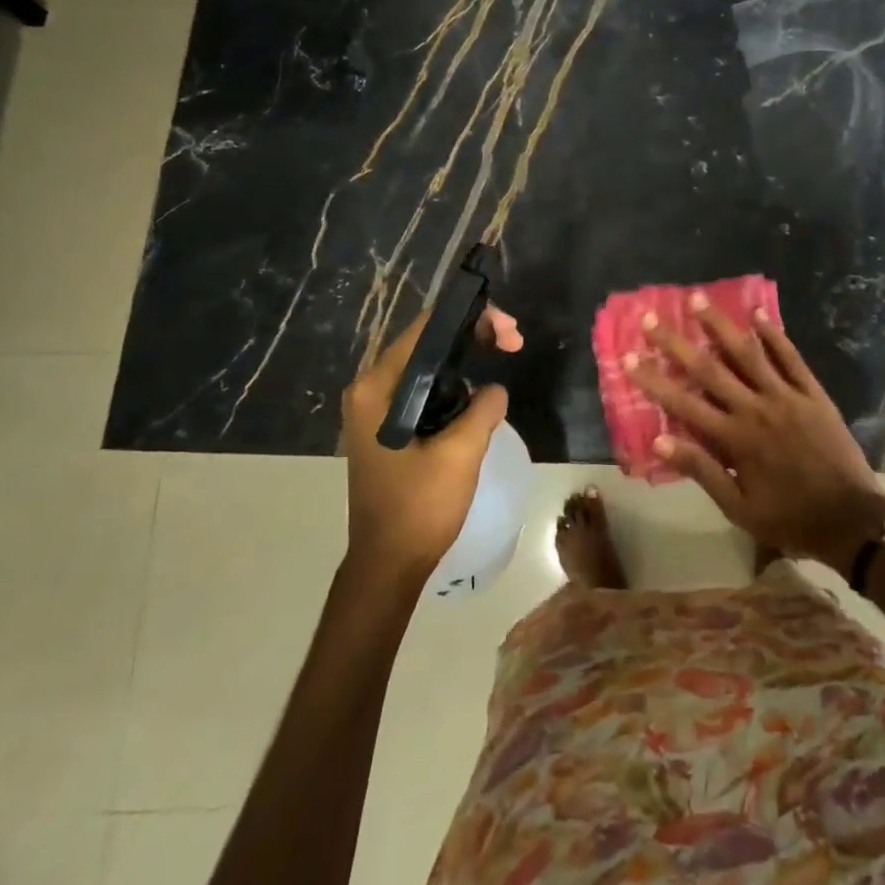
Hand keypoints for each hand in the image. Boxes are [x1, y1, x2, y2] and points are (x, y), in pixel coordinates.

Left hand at [342, 306, 522, 580]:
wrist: (388, 565)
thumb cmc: (419, 507)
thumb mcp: (461, 452)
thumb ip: (483, 407)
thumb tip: (494, 389)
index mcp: (377, 388)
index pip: (426, 330)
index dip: (471, 319)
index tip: (509, 332)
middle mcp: (370, 390)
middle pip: (426, 344)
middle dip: (472, 336)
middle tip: (514, 342)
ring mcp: (375, 410)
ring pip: (427, 367)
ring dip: (465, 359)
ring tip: (504, 355)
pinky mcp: (387, 428)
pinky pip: (424, 390)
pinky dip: (453, 384)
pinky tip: (478, 393)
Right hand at [626, 296, 884, 573]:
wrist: (851, 519)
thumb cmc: (789, 517)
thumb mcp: (738, 507)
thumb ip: (701, 469)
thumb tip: (659, 440)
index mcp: (734, 439)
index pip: (684, 403)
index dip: (654, 379)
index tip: (630, 356)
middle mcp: (756, 408)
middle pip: (709, 369)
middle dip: (676, 343)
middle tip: (651, 317)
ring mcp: (786, 396)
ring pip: (748, 353)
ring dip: (720, 325)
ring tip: (698, 299)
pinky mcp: (812, 393)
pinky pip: (791, 358)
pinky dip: (774, 335)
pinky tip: (759, 313)